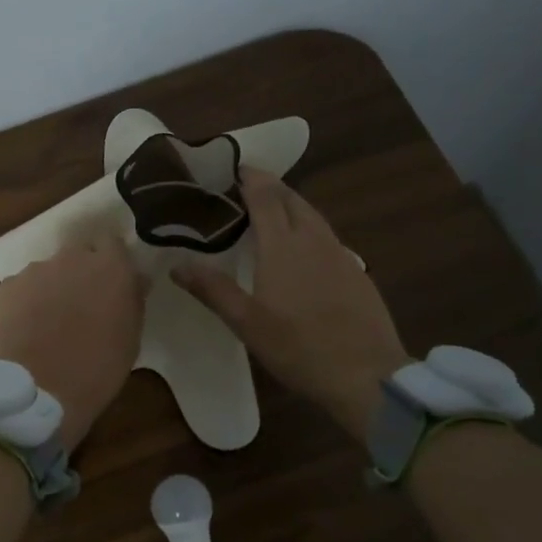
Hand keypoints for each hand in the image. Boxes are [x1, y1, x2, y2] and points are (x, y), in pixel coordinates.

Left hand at [0, 236, 144, 450]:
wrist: (40, 390)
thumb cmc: (99, 368)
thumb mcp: (131, 336)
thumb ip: (132, 299)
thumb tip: (134, 279)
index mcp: (110, 266)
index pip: (113, 243)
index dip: (111, 261)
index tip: (112, 282)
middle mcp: (72, 257)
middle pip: (78, 254)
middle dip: (80, 273)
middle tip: (82, 304)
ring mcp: (35, 270)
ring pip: (48, 271)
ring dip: (52, 288)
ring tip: (50, 322)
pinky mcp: (6, 287)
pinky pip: (22, 289)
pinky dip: (25, 303)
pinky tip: (27, 330)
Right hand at [174, 167, 409, 439]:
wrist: (365, 374)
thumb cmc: (298, 347)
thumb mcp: (246, 322)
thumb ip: (212, 289)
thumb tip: (176, 265)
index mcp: (282, 246)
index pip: (265, 196)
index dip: (250, 178)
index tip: (233, 167)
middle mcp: (313, 239)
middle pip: (292, 199)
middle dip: (270, 186)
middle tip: (245, 187)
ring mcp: (339, 254)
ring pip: (312, 216)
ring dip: (290, 205)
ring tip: (270, 211)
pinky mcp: (356, 271)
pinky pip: (327, 236)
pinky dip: (308, 228)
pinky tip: (302, 249)